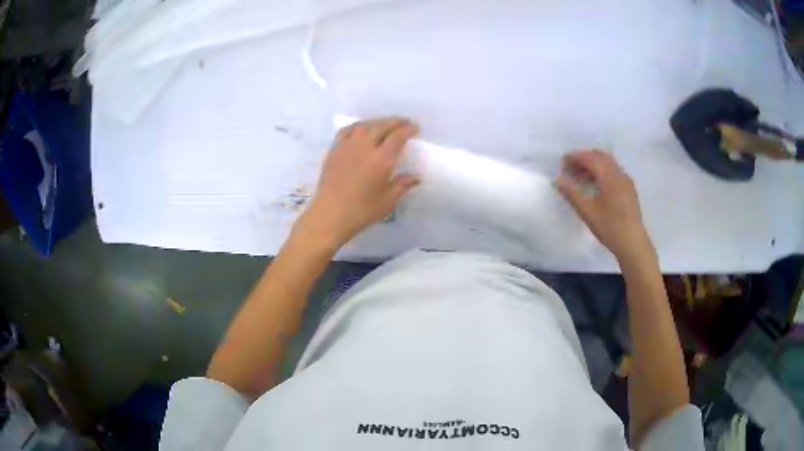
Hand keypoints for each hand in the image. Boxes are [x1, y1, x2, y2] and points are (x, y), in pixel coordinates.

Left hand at [295, 117, 419, 248]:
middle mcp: (364, 147)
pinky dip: (358, 126)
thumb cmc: (361, 211)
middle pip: (381, 126)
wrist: (329, 215)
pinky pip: (347, 130)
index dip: (407, 129)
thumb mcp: (387, 201)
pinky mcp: (334, 149)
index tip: (415, 128)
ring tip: (385, 124)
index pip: (397, 136)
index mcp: (381, 159)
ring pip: (364, 125)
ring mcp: (347, 146)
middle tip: (404, 123)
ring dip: (378, 122)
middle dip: (395, 122)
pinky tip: (361, 129)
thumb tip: (415, 177)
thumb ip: (402, 185)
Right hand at [555, 150, 650, 260]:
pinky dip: (602, 172)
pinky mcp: (629, 189)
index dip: (574, 157)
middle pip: (599, 156)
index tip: (562, 164)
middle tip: (571, 170)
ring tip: (581, 178)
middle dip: (584, 159)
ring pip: (607, 163)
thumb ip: (571, 193)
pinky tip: (596, 186)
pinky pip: (613, 171)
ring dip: (593, 165)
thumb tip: (557, 179)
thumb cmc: (610, 227)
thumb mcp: (587, 212)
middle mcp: (618, 173)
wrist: (633, 243)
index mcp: (609, 176)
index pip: (589, 158)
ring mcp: (625, 180)